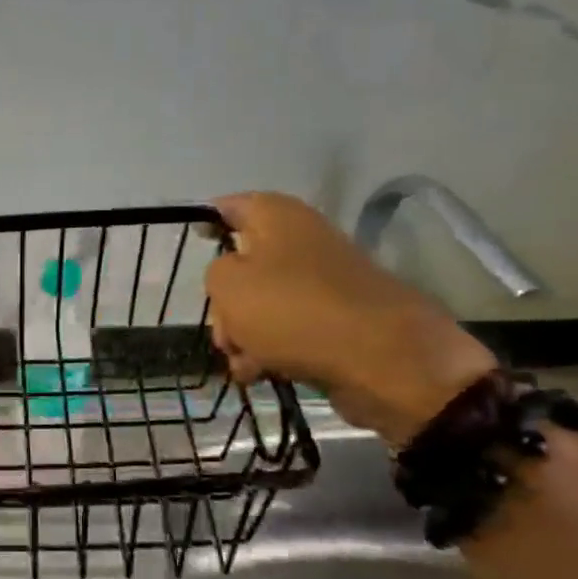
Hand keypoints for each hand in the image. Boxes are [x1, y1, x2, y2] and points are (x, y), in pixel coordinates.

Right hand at [206, 193, 496, 444]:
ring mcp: (322, 281)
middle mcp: (302, 240)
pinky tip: (260, 372)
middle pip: (242, 264)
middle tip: (224, 329)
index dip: (206, 221)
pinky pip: (288, 329)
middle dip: (224, 301)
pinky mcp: (336, 320)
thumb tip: (234, 280)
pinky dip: (270, 349)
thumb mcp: (229, 284)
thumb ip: (215, 273)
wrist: (384, 360)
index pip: (229, 206)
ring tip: (244, 362)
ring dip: (244, 333)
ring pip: (262, 302)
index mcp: (277, 215)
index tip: (193, 245)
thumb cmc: (294, 309)